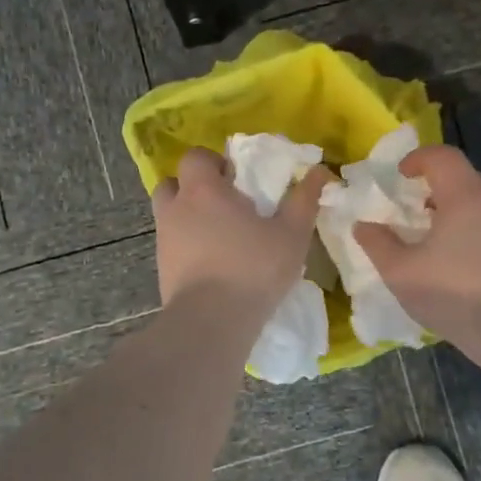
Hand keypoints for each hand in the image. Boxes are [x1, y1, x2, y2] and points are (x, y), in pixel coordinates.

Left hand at [152, 148, 331, 313]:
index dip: (214, 162)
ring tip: (218, 234)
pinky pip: (171, 244)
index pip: (195, 157)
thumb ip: (304, 199)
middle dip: (194, 188)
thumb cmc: (253, 269)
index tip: (237, 179)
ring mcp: (163, 240)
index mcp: (203, 190)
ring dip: (188, 216)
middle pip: (173, 183)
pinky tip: (211, 263)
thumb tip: (320, 171)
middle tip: (224, 204)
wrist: (210, 323)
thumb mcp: (291, 234)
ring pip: (169, 214)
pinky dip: (186, 245)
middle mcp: (176, 209)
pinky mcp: (161, 269)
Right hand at [354, 145, 480, 348]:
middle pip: (464, 177)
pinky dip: (473, 232)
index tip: (400, 176)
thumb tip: (362, 226)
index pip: (442, 156)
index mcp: (465, 195)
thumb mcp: (402, 272)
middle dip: (435, 187)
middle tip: (413, 209)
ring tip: (434, 239)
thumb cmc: (456, 292)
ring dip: (455, 212)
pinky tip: (460, 265)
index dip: (418, 159)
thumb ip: (378, 245)